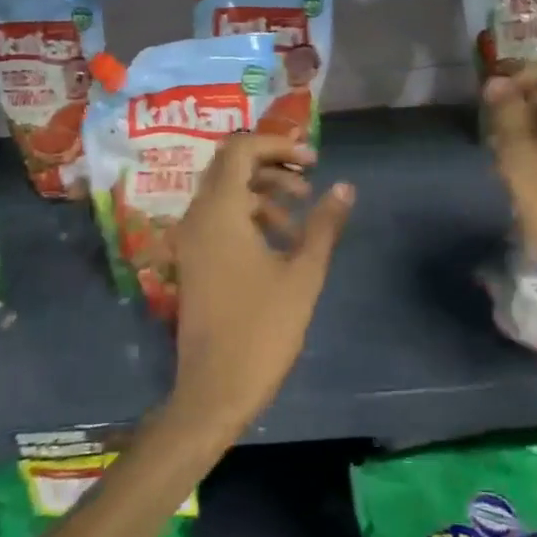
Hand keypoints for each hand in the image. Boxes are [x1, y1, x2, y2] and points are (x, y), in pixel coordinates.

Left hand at [169, 134, 355, 438]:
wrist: (213, 392)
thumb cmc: (262, 330)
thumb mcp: (303, 274)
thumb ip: (324, 225)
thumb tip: (345, 187)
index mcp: (219, 212)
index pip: (241, 149)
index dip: (278, 144)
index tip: (313, 159)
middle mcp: (198, 217)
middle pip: (231, 166)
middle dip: (273, 163)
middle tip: (311, 176)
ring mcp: (192, 240)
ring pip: (226, 192)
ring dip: (264, 191)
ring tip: (302, 212)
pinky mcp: (195, 261)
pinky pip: (221, 218)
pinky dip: (251, 215)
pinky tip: (283, 240)